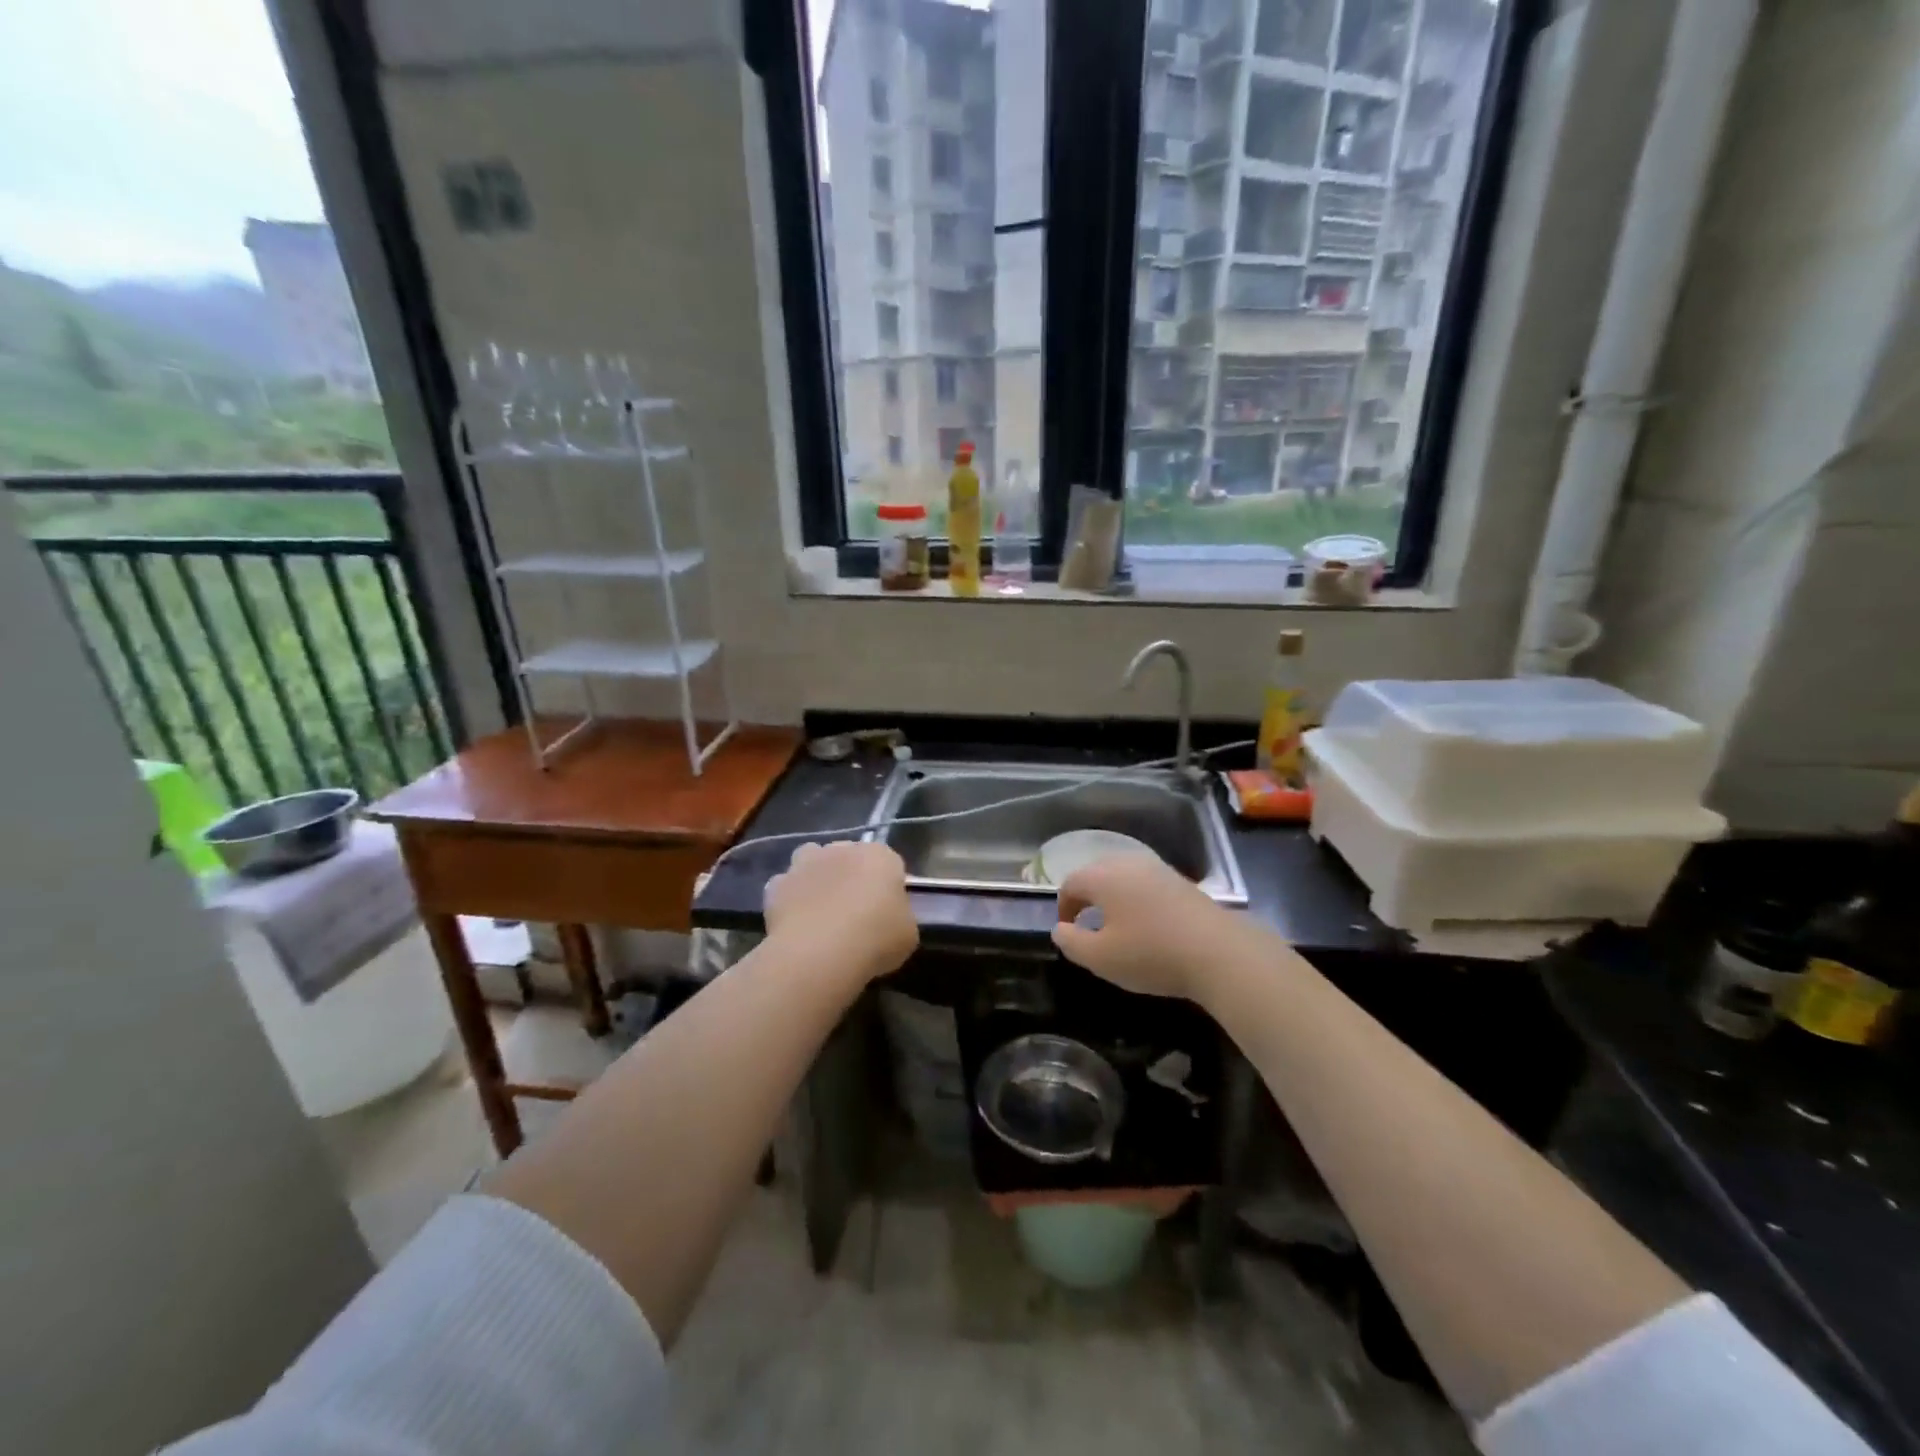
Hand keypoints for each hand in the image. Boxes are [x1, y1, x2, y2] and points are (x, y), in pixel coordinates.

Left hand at [764, 841, 918, 982]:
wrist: (820, 953)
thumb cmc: (875, 940)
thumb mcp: (907, 934)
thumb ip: (899, 916)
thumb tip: (889, 917)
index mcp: (880, 856)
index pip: (888, 863)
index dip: (887, 886)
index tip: (886, 910)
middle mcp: (842, 849)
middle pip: (848, 856)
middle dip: (850, 875)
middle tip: (853, 910)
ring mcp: (806, 863)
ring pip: (811, 860)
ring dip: (816, 876)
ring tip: (819, 908)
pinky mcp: (778, 884)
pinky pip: (785, 886)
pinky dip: (789, 898)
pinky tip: (795, 921)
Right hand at [1052, 855, 1246, 998]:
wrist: (1219, 952)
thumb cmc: (1151, 954)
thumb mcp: (1101, 958)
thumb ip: (1071, 942)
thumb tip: (1060, 929)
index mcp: (1103, 877)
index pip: (1071, 883)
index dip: (1064, 906)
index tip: (1068, 931)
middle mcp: (1128, 863)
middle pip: (1096, 873)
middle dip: (1087, 897)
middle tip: (1088, 926)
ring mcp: (1158, 869)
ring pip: (1123, 876)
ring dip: (1113, 897)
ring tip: (1117, 925)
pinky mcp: (1181, 881)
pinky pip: (1146, 883)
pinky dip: (1137, 898)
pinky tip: (1148, 924)